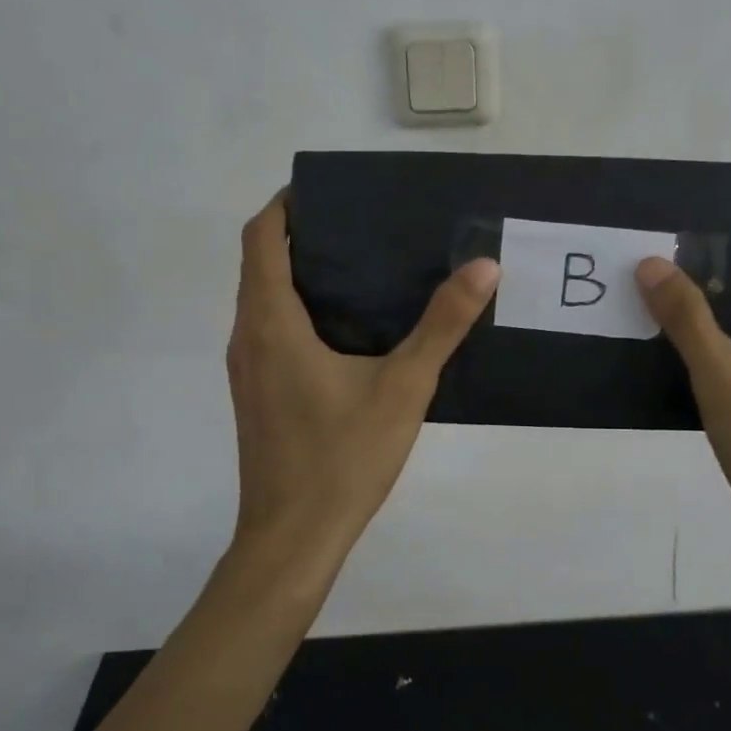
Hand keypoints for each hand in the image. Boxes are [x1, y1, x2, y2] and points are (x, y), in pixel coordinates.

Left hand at [225, 192, 499, 567]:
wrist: (293, 538)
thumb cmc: (343, 457)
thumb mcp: (404, 387)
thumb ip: (443, 325)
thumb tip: (483, 267)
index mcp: (271, 323)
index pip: (262, 238)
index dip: (288, 205)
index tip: (331, 192)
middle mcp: (247, 337)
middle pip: (261, 264)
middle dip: (302, 236)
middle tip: (364, 227)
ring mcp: (247, 370)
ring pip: (264, 301)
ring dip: (300, 275)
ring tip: (363, 269)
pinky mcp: (257, 395)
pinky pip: (270, 332)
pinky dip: (299, 311)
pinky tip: (349, 331)